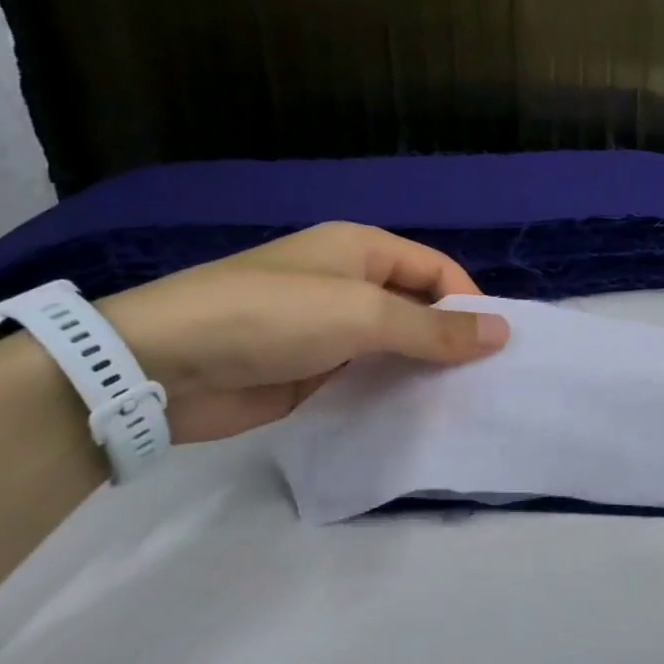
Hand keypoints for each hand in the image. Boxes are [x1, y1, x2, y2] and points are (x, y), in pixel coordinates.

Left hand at [99, 223, 508, 442]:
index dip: (469, 303)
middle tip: (487, 380)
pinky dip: (391, 390)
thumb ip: (435, 329)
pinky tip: (416, 414)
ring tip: (462, 402)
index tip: (497, 347)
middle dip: (450, 338)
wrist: (161, 365)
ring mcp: (328, 328)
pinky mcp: (311, 369)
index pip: (437, 270)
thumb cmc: (273, 317)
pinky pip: (367, 376)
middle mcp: (350, 283)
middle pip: (418, 307)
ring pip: (394, 345)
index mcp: (362, 249)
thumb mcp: (363, 316)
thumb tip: (503, 332)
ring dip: (423, 368)